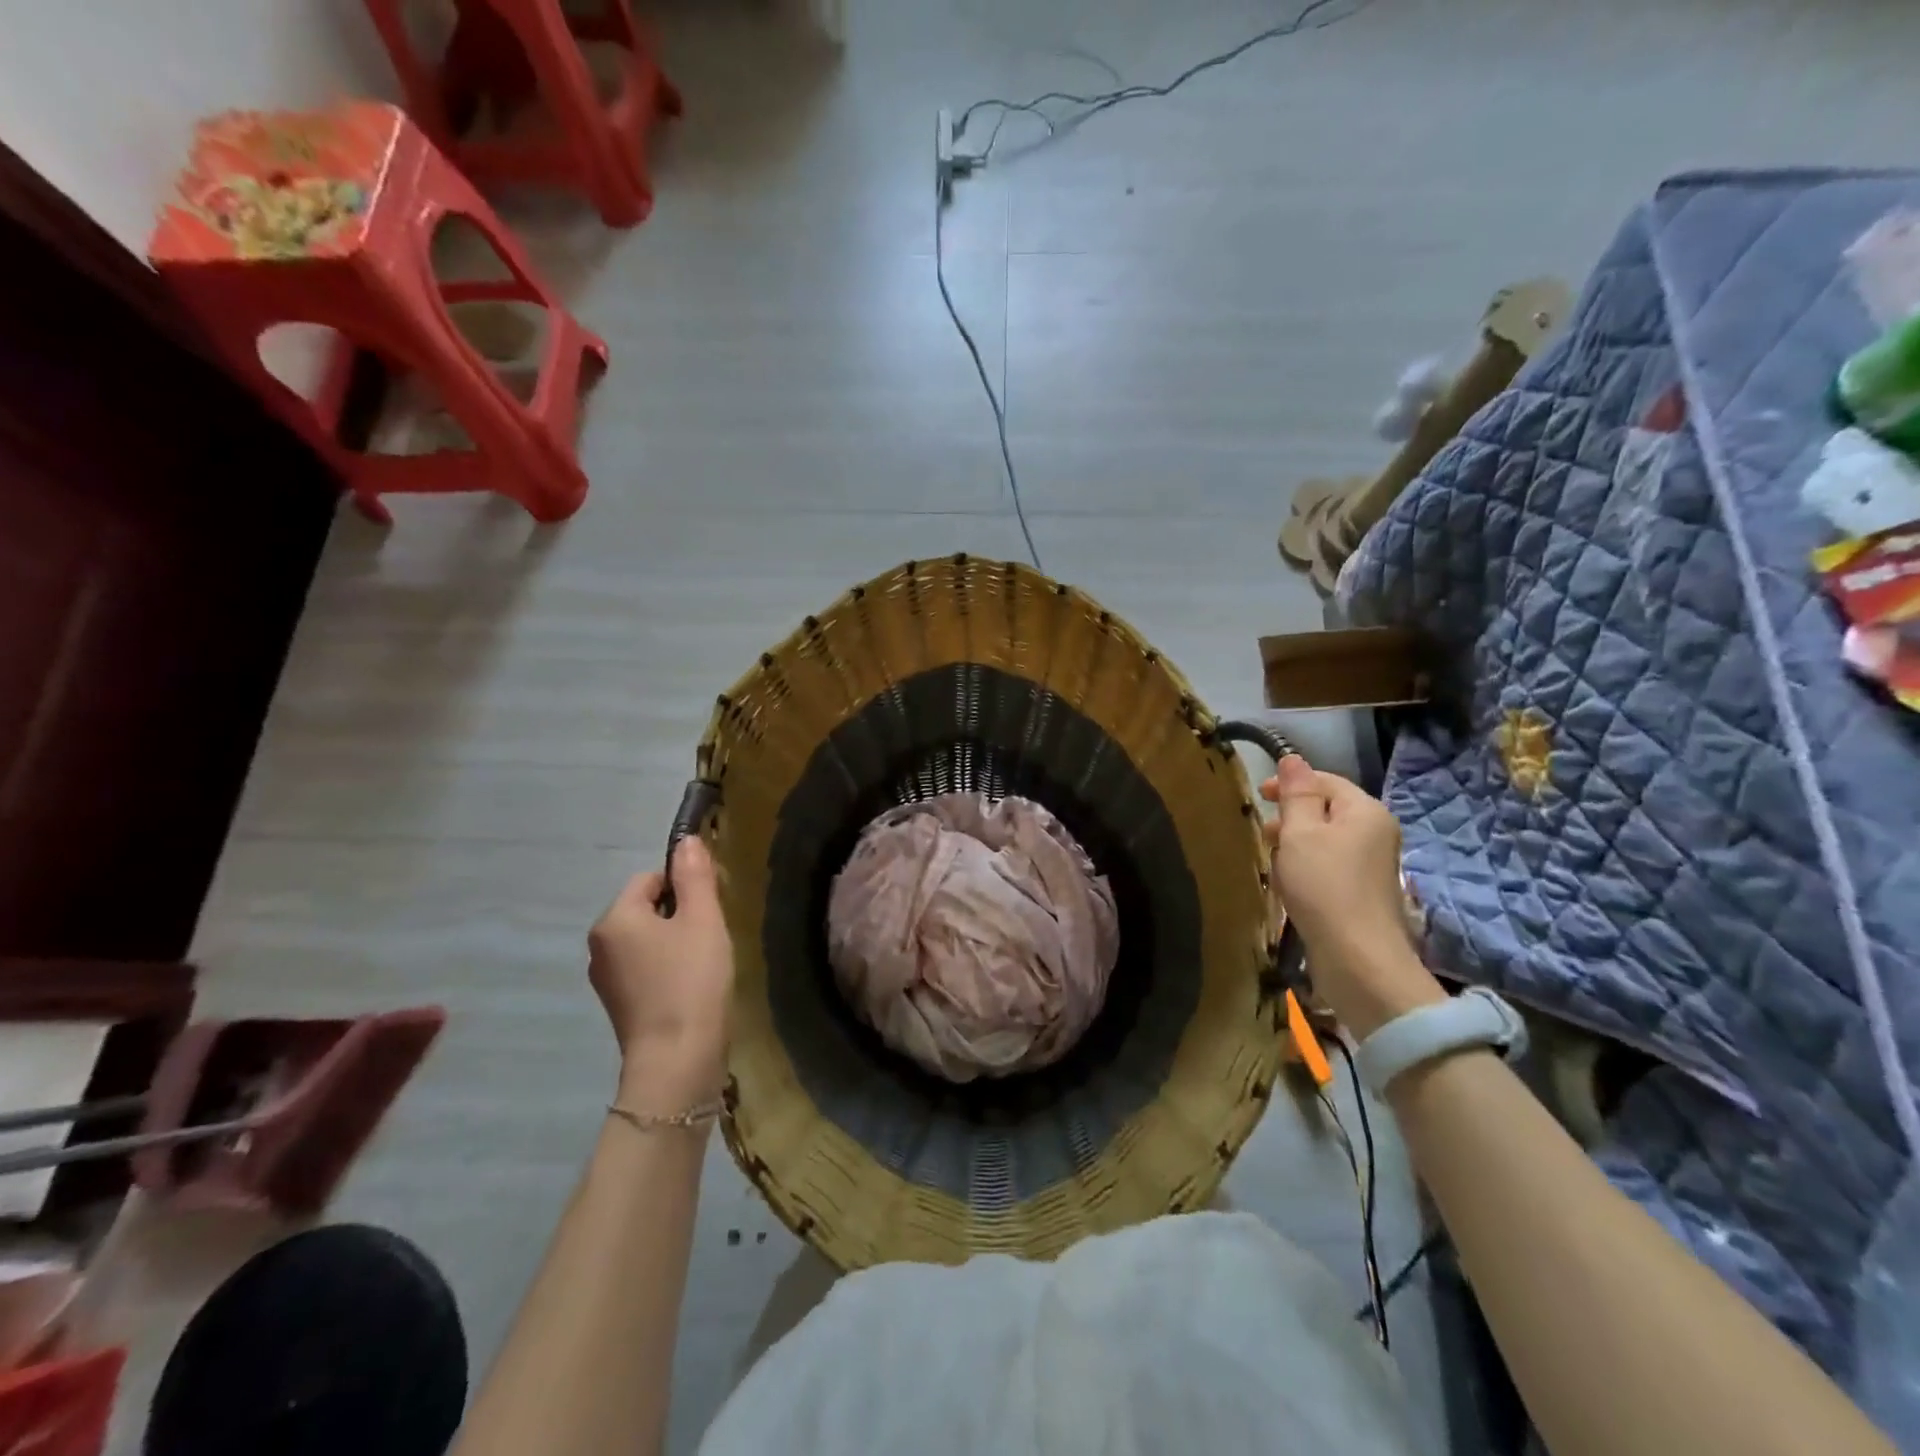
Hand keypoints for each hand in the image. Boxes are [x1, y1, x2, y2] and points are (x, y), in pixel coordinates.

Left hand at [589, 837, 733, 1100]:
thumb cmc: (691, 980)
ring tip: (704, 964)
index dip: (684, 887)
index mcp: (613, 919)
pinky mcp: (619, 1005)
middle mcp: (599, 945)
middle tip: (710, 936)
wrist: (677, 1061)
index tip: (710, 910)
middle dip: (680, 915)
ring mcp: (605, 979)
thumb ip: (695, 876)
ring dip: (675, 943)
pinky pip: (644, 968)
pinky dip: (667, 969)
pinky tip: (690, 987)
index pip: (649, 879)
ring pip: (647, 940)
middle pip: (646, 909)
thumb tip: (686, 840)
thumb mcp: (702, 919)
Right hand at [1261, 757, 1443, 1037]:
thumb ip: (1296, 794)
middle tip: (1262, 831)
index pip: (1326, 781)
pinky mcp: (1363, 893)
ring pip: (1327, 839)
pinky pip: (1330, 865)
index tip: (1258, 795)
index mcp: (1366, 811)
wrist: (1357, 957)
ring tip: (1271, 857)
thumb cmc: (1324, 885)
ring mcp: (1373, 865)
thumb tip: (1293, 759)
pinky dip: (1307, 865)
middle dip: (1292, 815)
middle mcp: (1376, 833)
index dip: (1290, 783)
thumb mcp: (1301, 832)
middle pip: (1328, 810)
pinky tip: (1289, 882)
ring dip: (1297, 842)